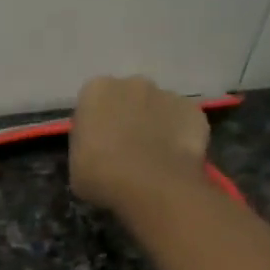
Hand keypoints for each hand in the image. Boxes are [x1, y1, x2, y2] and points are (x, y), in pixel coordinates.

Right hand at [69, 75, 210, 213]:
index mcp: (97, 90)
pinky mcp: (194, 110)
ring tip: (153, 158)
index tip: (97, 146)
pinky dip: (179, 135)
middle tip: (125, 150)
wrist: (151, 186)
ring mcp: (167, 94)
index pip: (93, 102)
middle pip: (128, 98)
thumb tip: (97, 146)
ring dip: (154, 125)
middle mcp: (133, 82)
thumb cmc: (102, 176)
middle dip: (127, 117)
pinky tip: (174, 159)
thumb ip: (85, 145)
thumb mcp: (75, 164)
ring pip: (157, 108)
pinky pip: (182, 121)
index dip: (95, 124)